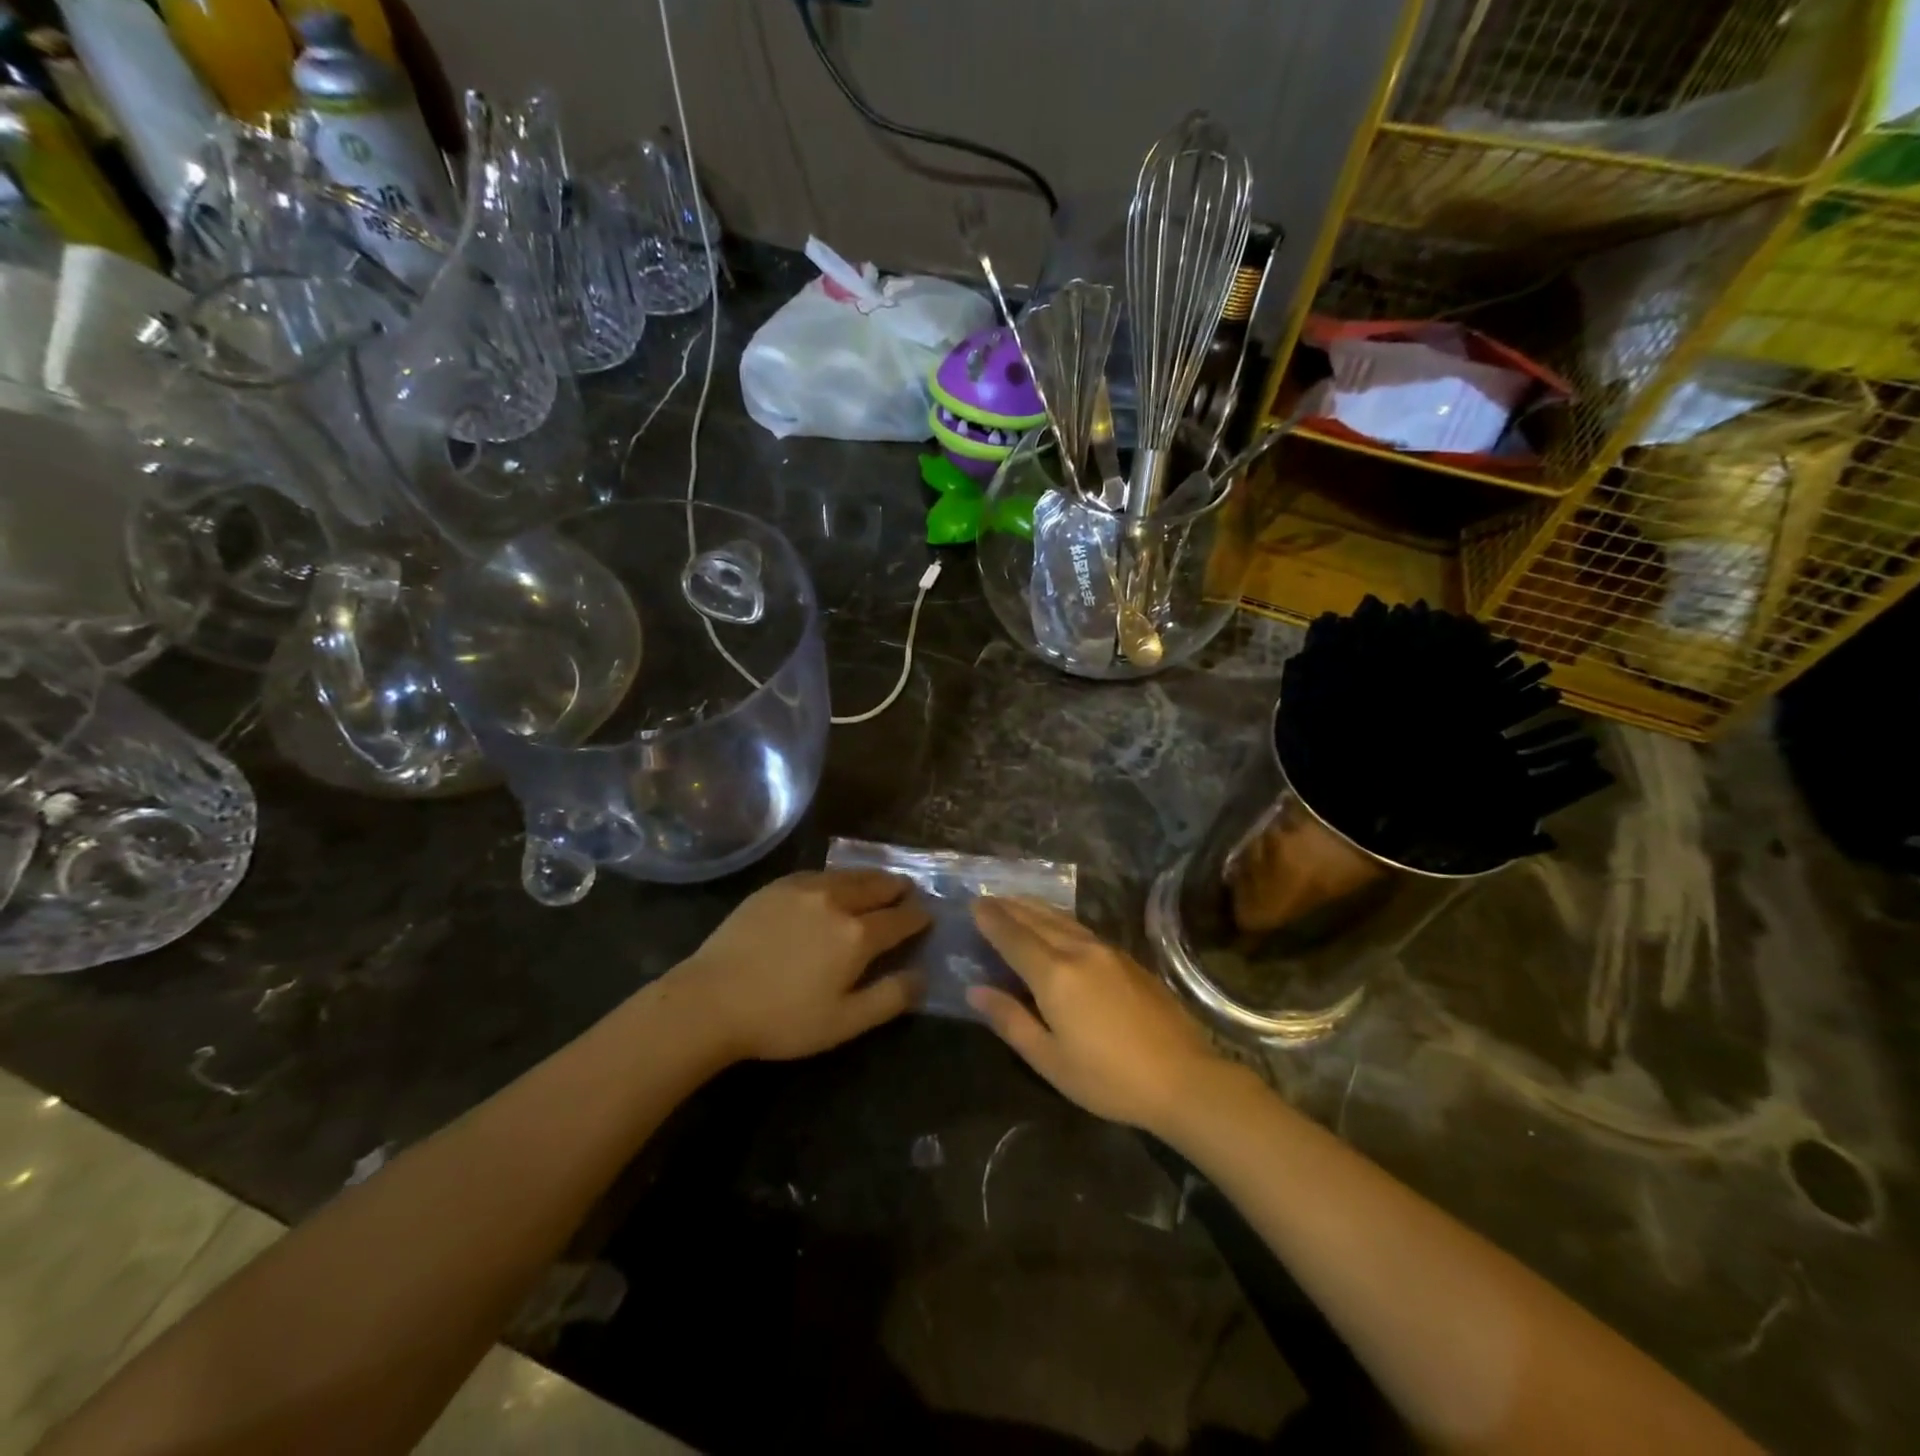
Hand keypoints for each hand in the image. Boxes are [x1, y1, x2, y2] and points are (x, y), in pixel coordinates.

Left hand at [678, 870, 929, 1061]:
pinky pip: (821, 873)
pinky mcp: (778, 886)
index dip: (919, 917)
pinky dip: (840, 877)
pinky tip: (836, 884)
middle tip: (909, 892)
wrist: (711, 1000)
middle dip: (899, 889)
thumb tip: (922, 977)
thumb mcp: (844, 1022)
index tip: (928, 916)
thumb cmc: (782, 1019)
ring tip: (881, 883)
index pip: (902, 918)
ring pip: (851, 874)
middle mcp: (837, 900)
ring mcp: (805, 888)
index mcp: (858, 934)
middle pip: (879, 886)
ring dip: (872, 878)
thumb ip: (889, 998)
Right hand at [967, 897, 1226, 1133]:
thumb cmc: (1108, 1078)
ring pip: (1062, 919)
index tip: (975, 904)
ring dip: (1035, 908)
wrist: (1183, 1077)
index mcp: (1054, 974)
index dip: (992, 920)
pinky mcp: (1128, 959)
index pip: (1013, 936)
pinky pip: (1082, 928)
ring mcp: (1107, 951)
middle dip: (1010, 907)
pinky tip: (1058, 926)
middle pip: (1037, 920)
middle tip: (989, 898)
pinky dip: (1059, 920)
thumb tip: (975, 990)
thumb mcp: (1050, 1059)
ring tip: (1017, 903)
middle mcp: (1078, 951)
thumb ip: (1011, 1020)